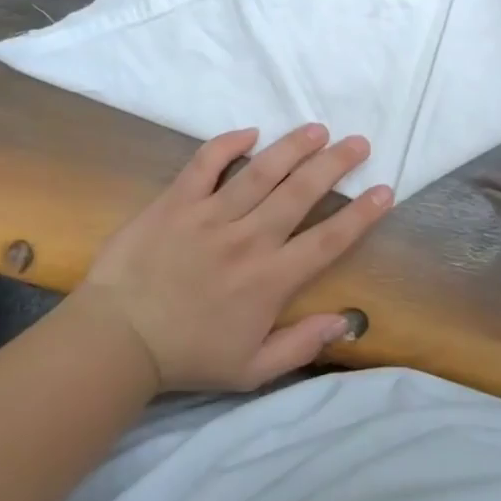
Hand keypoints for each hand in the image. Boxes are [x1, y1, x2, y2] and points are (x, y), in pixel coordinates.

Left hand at [75, 125, 392, 392]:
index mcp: (270, 280)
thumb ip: (301, 345)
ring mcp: (209, 216)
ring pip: (260, 172)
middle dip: (335, 164)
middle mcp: (247, 240)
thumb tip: (346, 321)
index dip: (360, 215)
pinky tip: (250, 132)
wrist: (115, 340)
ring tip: (317, 129)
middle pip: (300, 193)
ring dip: (293, 147)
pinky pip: (205, 164)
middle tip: (358, 142)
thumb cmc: (187, 356)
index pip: (328, 240)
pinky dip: (227, 144)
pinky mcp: (175, 202)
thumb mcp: (252, 370)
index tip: (384, 191)